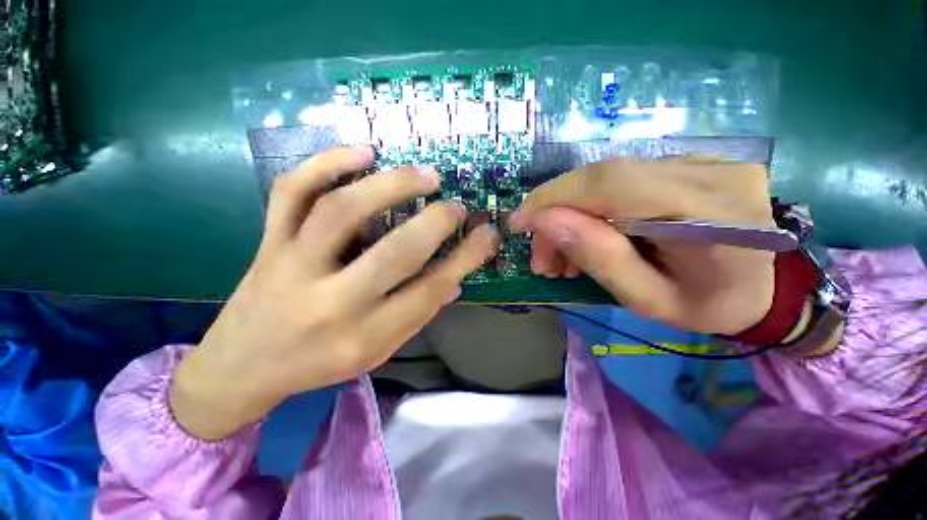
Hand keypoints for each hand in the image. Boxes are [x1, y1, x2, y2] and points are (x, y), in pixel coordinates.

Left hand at [170, 145, 498, 439]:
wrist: (241, 366)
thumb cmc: (317, 364)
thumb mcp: (376, 352)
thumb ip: (417, 315)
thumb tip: (453, 279)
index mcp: (363, 337)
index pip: (429, 290)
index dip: (466, 258)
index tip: (487, 234)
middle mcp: (330, 302)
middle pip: (395, 252)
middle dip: (436, 223)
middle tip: (457, 205)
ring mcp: (292, 265)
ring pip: (343, 210)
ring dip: (392, 184)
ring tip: (425, 174)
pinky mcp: (268, 241)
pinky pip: (292, 191)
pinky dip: (327, 162)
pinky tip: (364, 151)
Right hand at [509, 156, 774, 335]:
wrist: (765, 287)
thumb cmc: (710, 306)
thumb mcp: (649, 300)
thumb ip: (600, 258)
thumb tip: (546, 220)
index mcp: (710, 217)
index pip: (611, 184)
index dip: (553, 197)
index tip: (520, 223)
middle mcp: (709, 173)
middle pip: (603, 178)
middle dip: (557, 214)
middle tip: (543, 256)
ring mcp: (705, 160)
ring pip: (607, 178)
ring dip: (572, 213)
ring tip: (562, 253)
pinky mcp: (692, 161)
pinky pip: (623, 179)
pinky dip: (593, 207)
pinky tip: (589, 233)